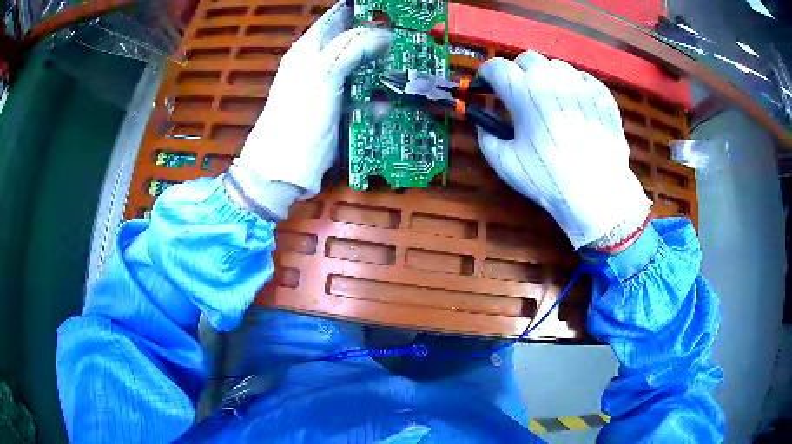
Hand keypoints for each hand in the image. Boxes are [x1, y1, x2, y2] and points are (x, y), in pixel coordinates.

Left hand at [228, 1, 389, 217]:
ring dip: (382, 68)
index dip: (361, 11)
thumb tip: (381, 33)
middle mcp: (317, 64)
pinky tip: (390, 103)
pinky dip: (375, 98)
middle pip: (352, 41)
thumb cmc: (297, 120)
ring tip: (408, 65)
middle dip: (378, 39)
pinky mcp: (336, 110)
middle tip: (407, 39)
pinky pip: (360, 95)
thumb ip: (350, 48)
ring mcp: (328, 88)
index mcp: (308, 50)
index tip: (391, 12)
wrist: (282, 170)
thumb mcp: (322, 76)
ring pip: (360, 68)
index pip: (336, 18)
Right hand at [476, 52, 650, 249]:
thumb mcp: (505, 164)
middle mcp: (551, 79)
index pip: (496, 67)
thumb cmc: (548, 179)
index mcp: (524, 93)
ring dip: (546, 77)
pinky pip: (582, 78)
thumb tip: (485, 125)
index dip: (487, 75)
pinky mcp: (602, 94)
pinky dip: (573, 86)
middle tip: (519, 94)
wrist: (597, 193)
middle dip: (517, 72)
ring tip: (549, 100)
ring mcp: (580, 84)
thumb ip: (486, 138)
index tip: (487, 88)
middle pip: (526, 58)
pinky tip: (574, 105)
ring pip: (556, 66)